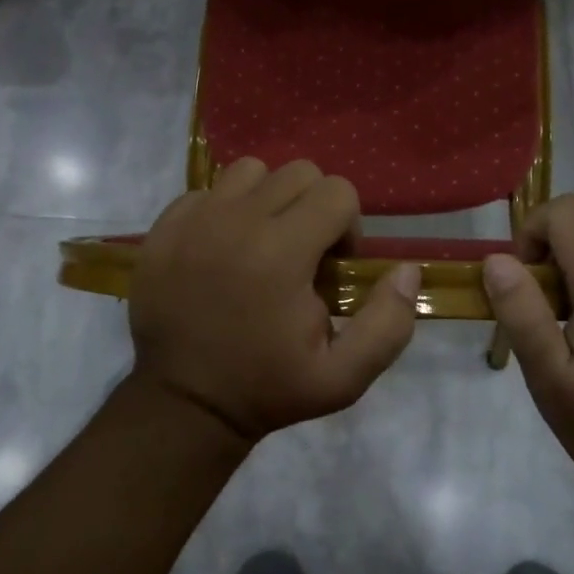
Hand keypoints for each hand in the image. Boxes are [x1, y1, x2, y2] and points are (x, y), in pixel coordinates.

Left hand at [129, 158, 420, 443]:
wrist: (183, 403)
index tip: (331, 267)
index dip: (347, 226)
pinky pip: (208, 191)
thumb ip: (387, 323)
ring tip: (262, 243)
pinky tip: (222, 250)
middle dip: (313, 207)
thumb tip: (407, 270)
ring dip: (268, 199)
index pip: (337, 191)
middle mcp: (237, 220)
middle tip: (302, 254)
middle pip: (298, 172)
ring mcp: (196, 218)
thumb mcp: (342, 377)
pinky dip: (224, 209)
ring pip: (251, 171)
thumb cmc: (266, 389)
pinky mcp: (165, 226)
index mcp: (282, 251)